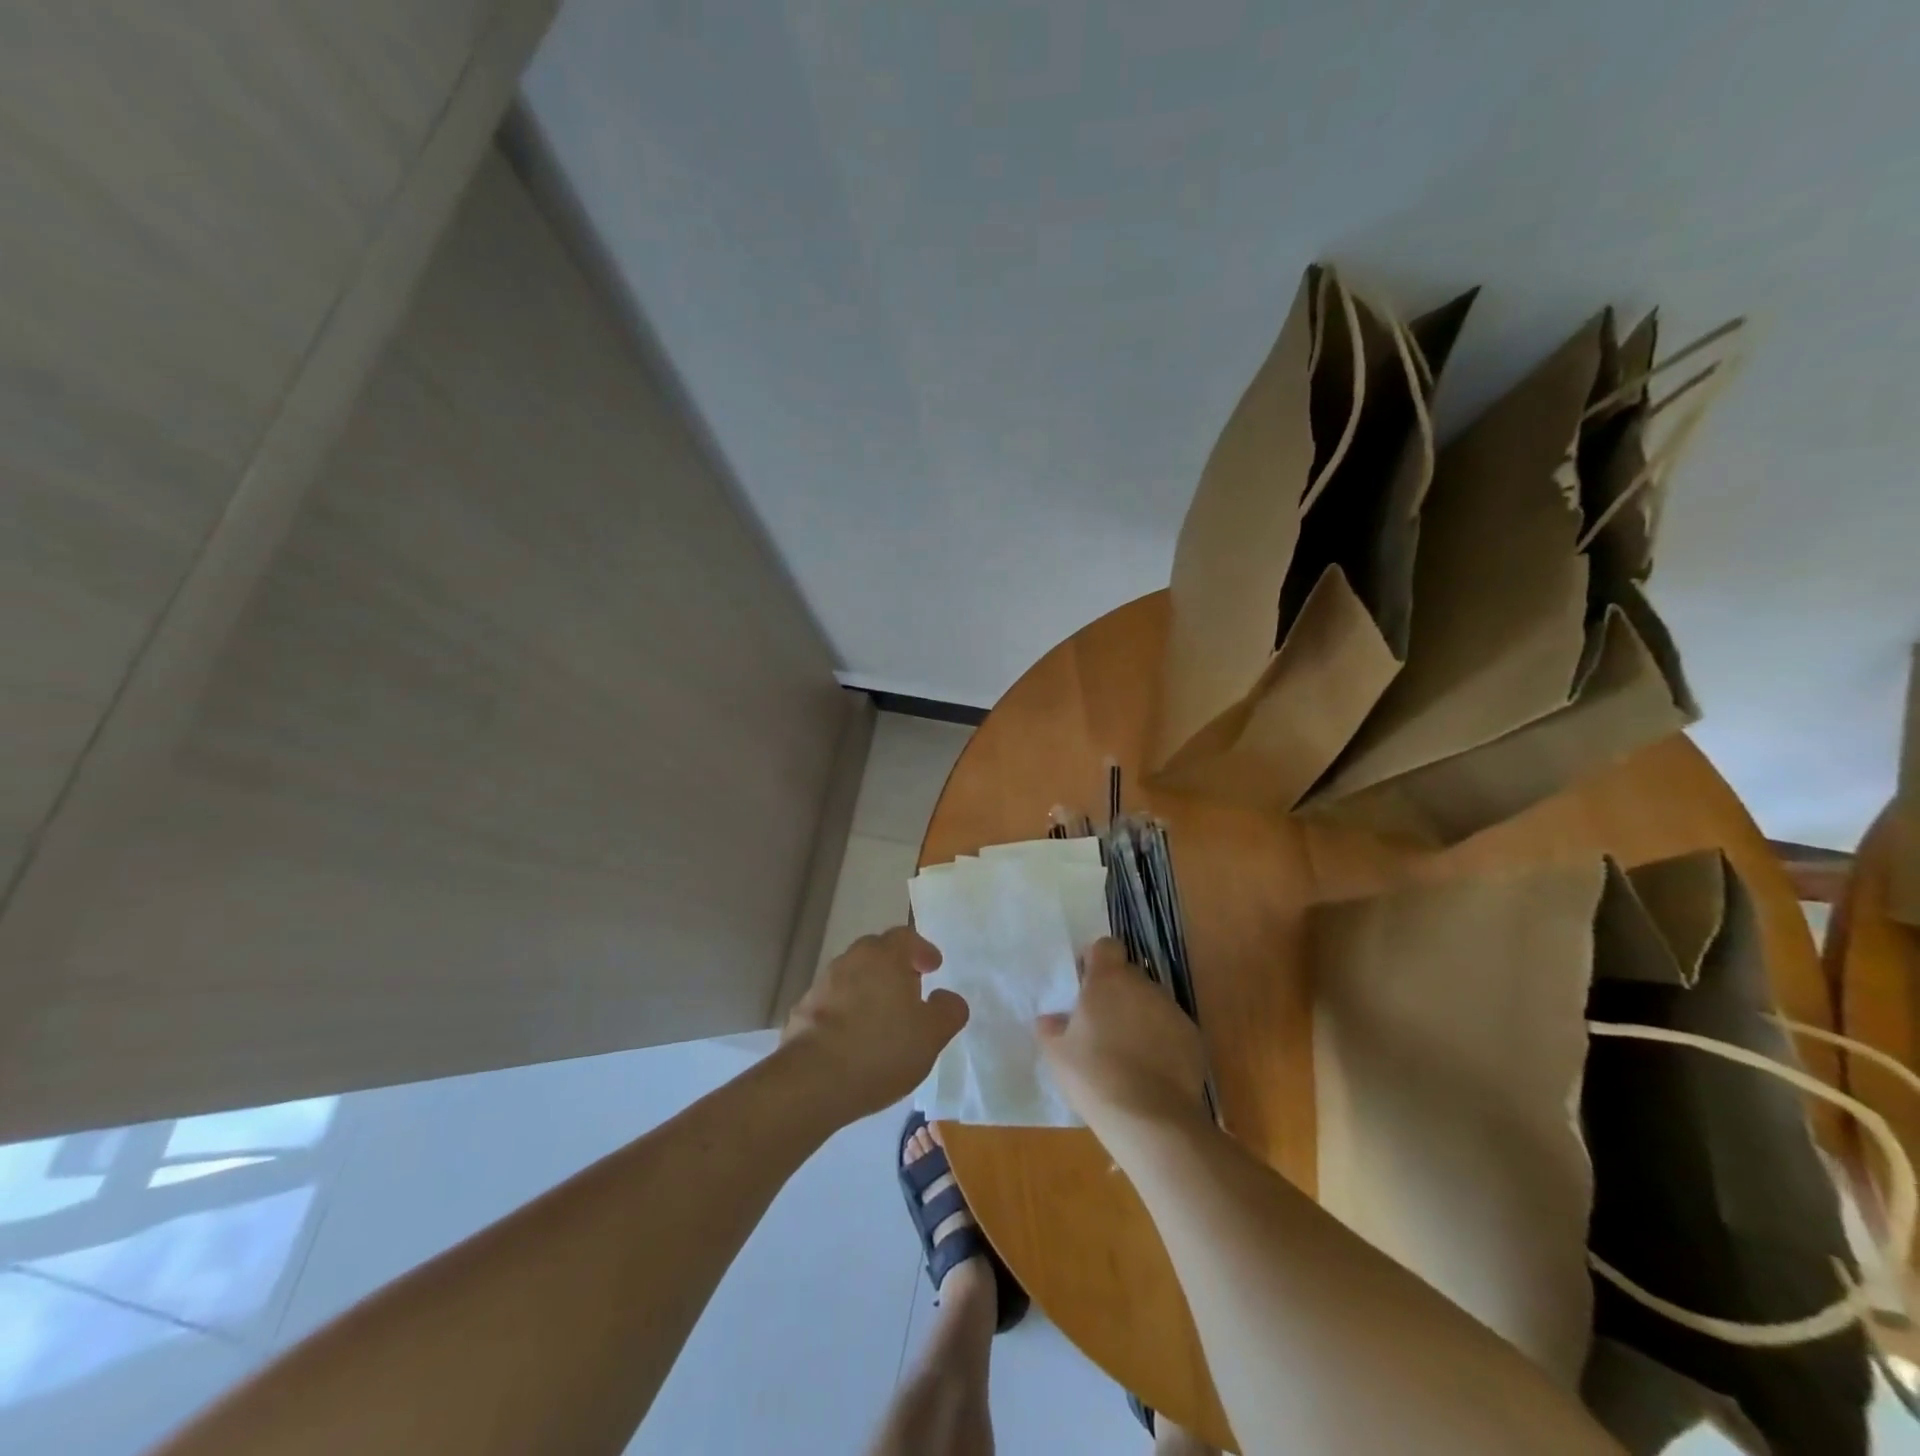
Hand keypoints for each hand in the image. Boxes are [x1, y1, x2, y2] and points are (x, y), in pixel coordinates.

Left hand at [781, 925, 968, 1121]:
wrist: (812, 1081)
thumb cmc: (881, 1049)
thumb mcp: (931, 1035)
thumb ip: (948, 1011)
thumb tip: (947, 998)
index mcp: (884, 956)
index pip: (906, 937)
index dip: (922, 950)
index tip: (933, 966)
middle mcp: (851, 960)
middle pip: (876, 952)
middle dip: (893, 966)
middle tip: (908, 989)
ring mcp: (822, 985)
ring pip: (851, 977)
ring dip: (867, 989)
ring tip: (880, 1018)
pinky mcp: (802, 1012)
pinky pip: (832, 1003)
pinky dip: (845, 1013)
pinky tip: (852, 1039)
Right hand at [1037, 938, 1208, 1144]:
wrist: (1151, 1119)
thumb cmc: (1095, 1077)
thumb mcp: (1057, 1055)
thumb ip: (1051, 1029)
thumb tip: (1051, 1020)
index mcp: (1107, 980)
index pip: (1106, 946)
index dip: (1096, 961)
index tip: (1086, 985)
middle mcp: (1143, 985)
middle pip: (1128, 975)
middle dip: (1116, 992)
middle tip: (1102, 1024)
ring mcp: (1172, 1010)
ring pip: (1151, 1002)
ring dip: (1139, 1016)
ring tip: (1127, 1052)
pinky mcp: (1193, 1037)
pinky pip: (1171, 1028)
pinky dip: (1161, 1040)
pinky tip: (1151, 1070)